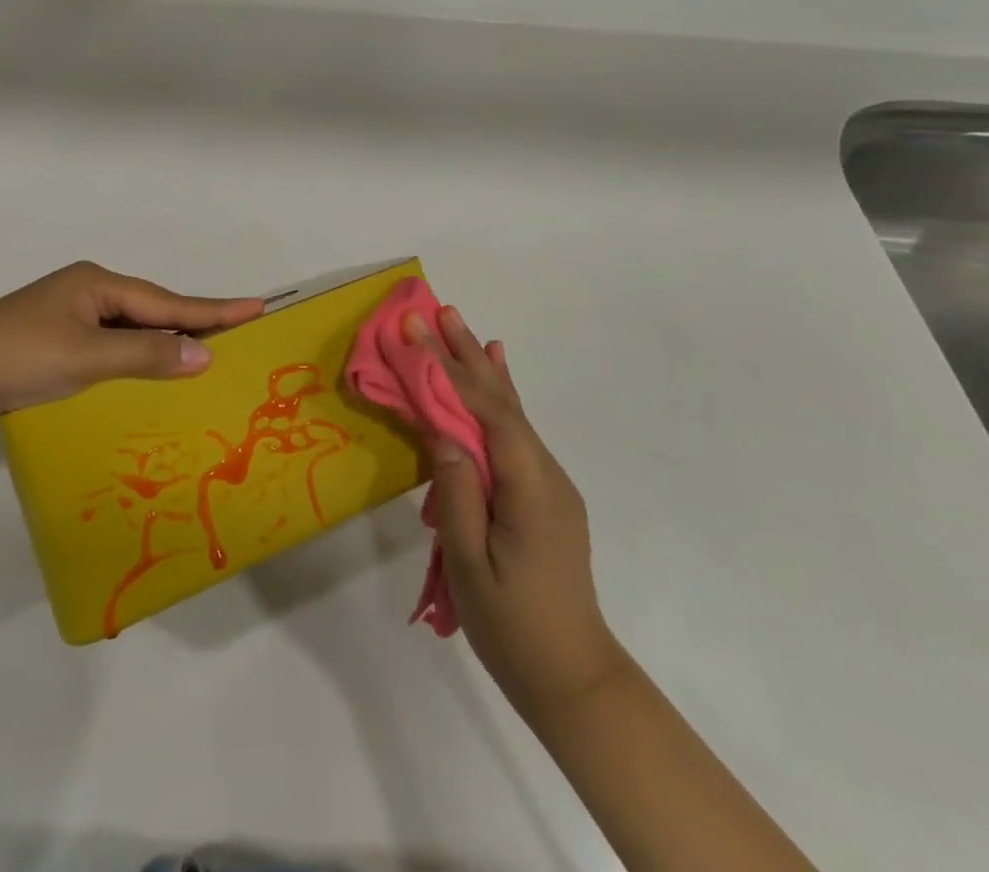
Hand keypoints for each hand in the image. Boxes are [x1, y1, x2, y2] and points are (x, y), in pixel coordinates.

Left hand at [0, 261, 262, 425]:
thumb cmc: (19, 357)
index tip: (256, 307)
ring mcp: (68, 315)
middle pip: (151, 310)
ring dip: (164, 341)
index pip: (166, 301)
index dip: (212, 309)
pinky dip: (135, 355)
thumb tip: (204, 356)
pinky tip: (147, 368)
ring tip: (204, 351)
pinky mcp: (54, 340)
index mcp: (97, 283)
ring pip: (130, 328)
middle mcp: (87, 291)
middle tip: (238, 329)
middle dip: (193, 322)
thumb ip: (145, 355)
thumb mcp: (87, 357)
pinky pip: (110, 343)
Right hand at [409, 305, 624, 719]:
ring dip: (480, 366)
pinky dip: (500, 395)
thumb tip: (441, 430)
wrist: (573, 677)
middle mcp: (545, 472)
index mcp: (528, 486)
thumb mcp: (472, 565)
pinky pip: (516, 431)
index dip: (447, 368)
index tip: (415, 331)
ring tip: (459, 325)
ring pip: (509, 410)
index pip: (484, 411)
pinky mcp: (543, 492)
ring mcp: (548, 481)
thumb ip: (459, 492)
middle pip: (500, 400)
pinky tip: (498, 370)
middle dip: (463, 353)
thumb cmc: (514, 627)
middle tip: (436, 310)